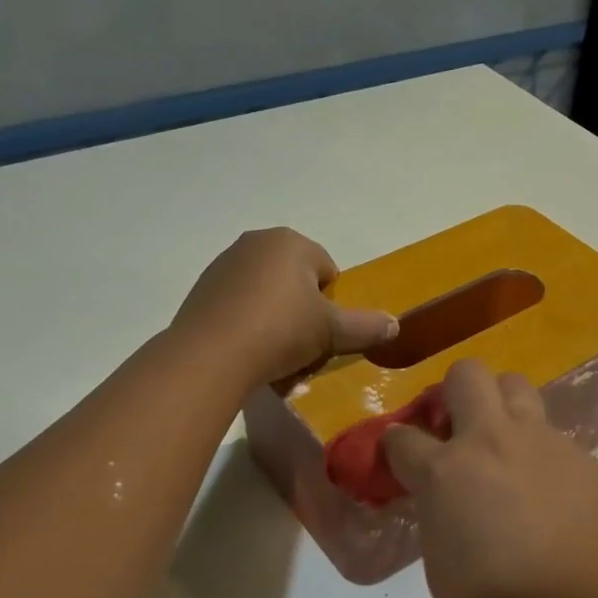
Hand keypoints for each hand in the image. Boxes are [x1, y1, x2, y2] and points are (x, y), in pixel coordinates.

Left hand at [174, 228, 397, 384]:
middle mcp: (256, 242)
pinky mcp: (202, 289)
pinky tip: (247, 350)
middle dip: (302, 308)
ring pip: (265, 292)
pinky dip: (246, 323)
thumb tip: (395, 325)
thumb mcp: (332, 332)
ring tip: (273, 352)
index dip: (331, 304)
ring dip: (274, 317)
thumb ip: (366, 327)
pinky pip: (238, 305)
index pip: (328, 270)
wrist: (212, 354)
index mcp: (292, 242)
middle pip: (295, 279)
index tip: (323, 331)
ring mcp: (224, 264)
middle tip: (302, 343)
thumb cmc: (282, 331)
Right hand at [382, 359, 597, 597]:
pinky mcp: (586, 458)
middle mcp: (494, 440)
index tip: (400, 465)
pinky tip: (551, 499)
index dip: (394, 449)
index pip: (401, 437)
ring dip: (502, 410)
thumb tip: (447, 498)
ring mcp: (546, 443)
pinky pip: (554, 437)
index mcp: (447, 471)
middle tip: (457, 436)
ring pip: (518, 389)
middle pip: (467, 373)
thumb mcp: (441, 566)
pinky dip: (541, 455)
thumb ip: (438, 514)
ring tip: (505, 456)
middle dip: (454, 395)